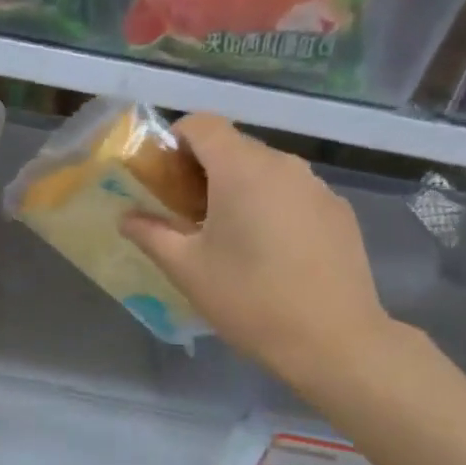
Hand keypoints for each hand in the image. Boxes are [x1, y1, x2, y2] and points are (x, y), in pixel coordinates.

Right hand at [121, 114, 394, 392]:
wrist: (334, 340)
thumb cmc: (248, 299)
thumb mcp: (185, 269)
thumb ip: (150, 233)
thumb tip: (126, 217)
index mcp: (241, 170)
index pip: (202, 124)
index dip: (174, 140)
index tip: (162, 178)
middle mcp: (283, 165)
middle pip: (233, 146)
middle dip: (202, 170)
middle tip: (186, 215)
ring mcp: (317, 187)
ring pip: (264, 170)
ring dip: (237, 189)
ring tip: (227, 237)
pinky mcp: (338, 212)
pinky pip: (292, 193)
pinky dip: (270, 206)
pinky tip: (268, 252)